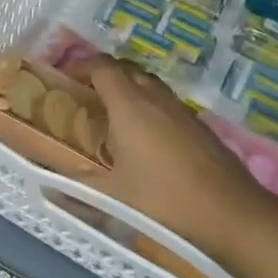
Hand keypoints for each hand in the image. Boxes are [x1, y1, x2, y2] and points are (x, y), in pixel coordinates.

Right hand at [65, 55, 277, 276]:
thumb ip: (77, 186)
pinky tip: (143, 137)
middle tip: (84, 93)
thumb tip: (48, 187)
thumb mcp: (112, 195)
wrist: (229, 211)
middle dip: (102, 73)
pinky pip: (164, 102)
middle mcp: (154, 96)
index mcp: (129, 104)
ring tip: (110, 113)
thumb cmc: (163, 199)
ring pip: (148, 83)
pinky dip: (147, 106)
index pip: (101, 67)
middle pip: (125, 68)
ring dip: (127, 88)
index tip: (63, 76)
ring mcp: (180, 108)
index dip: (80, 65)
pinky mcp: (197, 124)